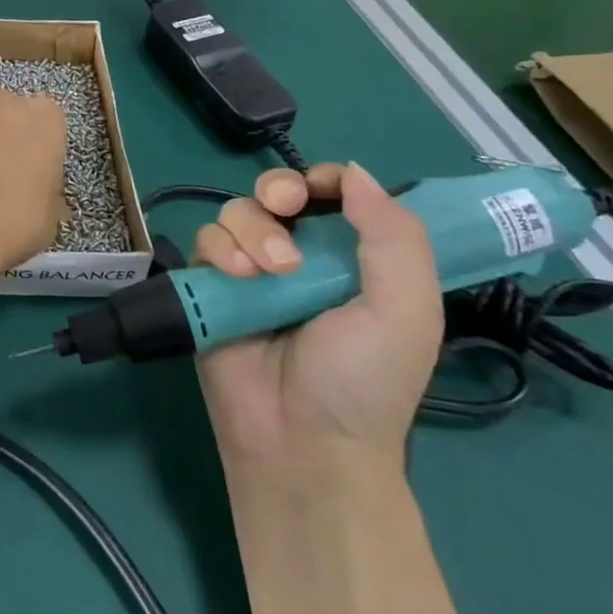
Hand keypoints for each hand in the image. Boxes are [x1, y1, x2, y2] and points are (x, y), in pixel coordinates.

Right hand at [194, 162, 441, 474]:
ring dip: (252, 231)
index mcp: (354, 258)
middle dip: (278, 189)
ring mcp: (253, 270)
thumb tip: (356, 172)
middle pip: (278, 191)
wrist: (301, 441)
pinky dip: (219, 249)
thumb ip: (395, 237)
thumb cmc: (363, 380)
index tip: (319, 187)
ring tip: (265, 273)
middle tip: (284, 205)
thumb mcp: (407, 311)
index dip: (326, 178)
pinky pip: (205, 240)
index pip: (336, 194)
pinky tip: (237, 278)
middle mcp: (302, 256)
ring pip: (238, 212)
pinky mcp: (212, 286)